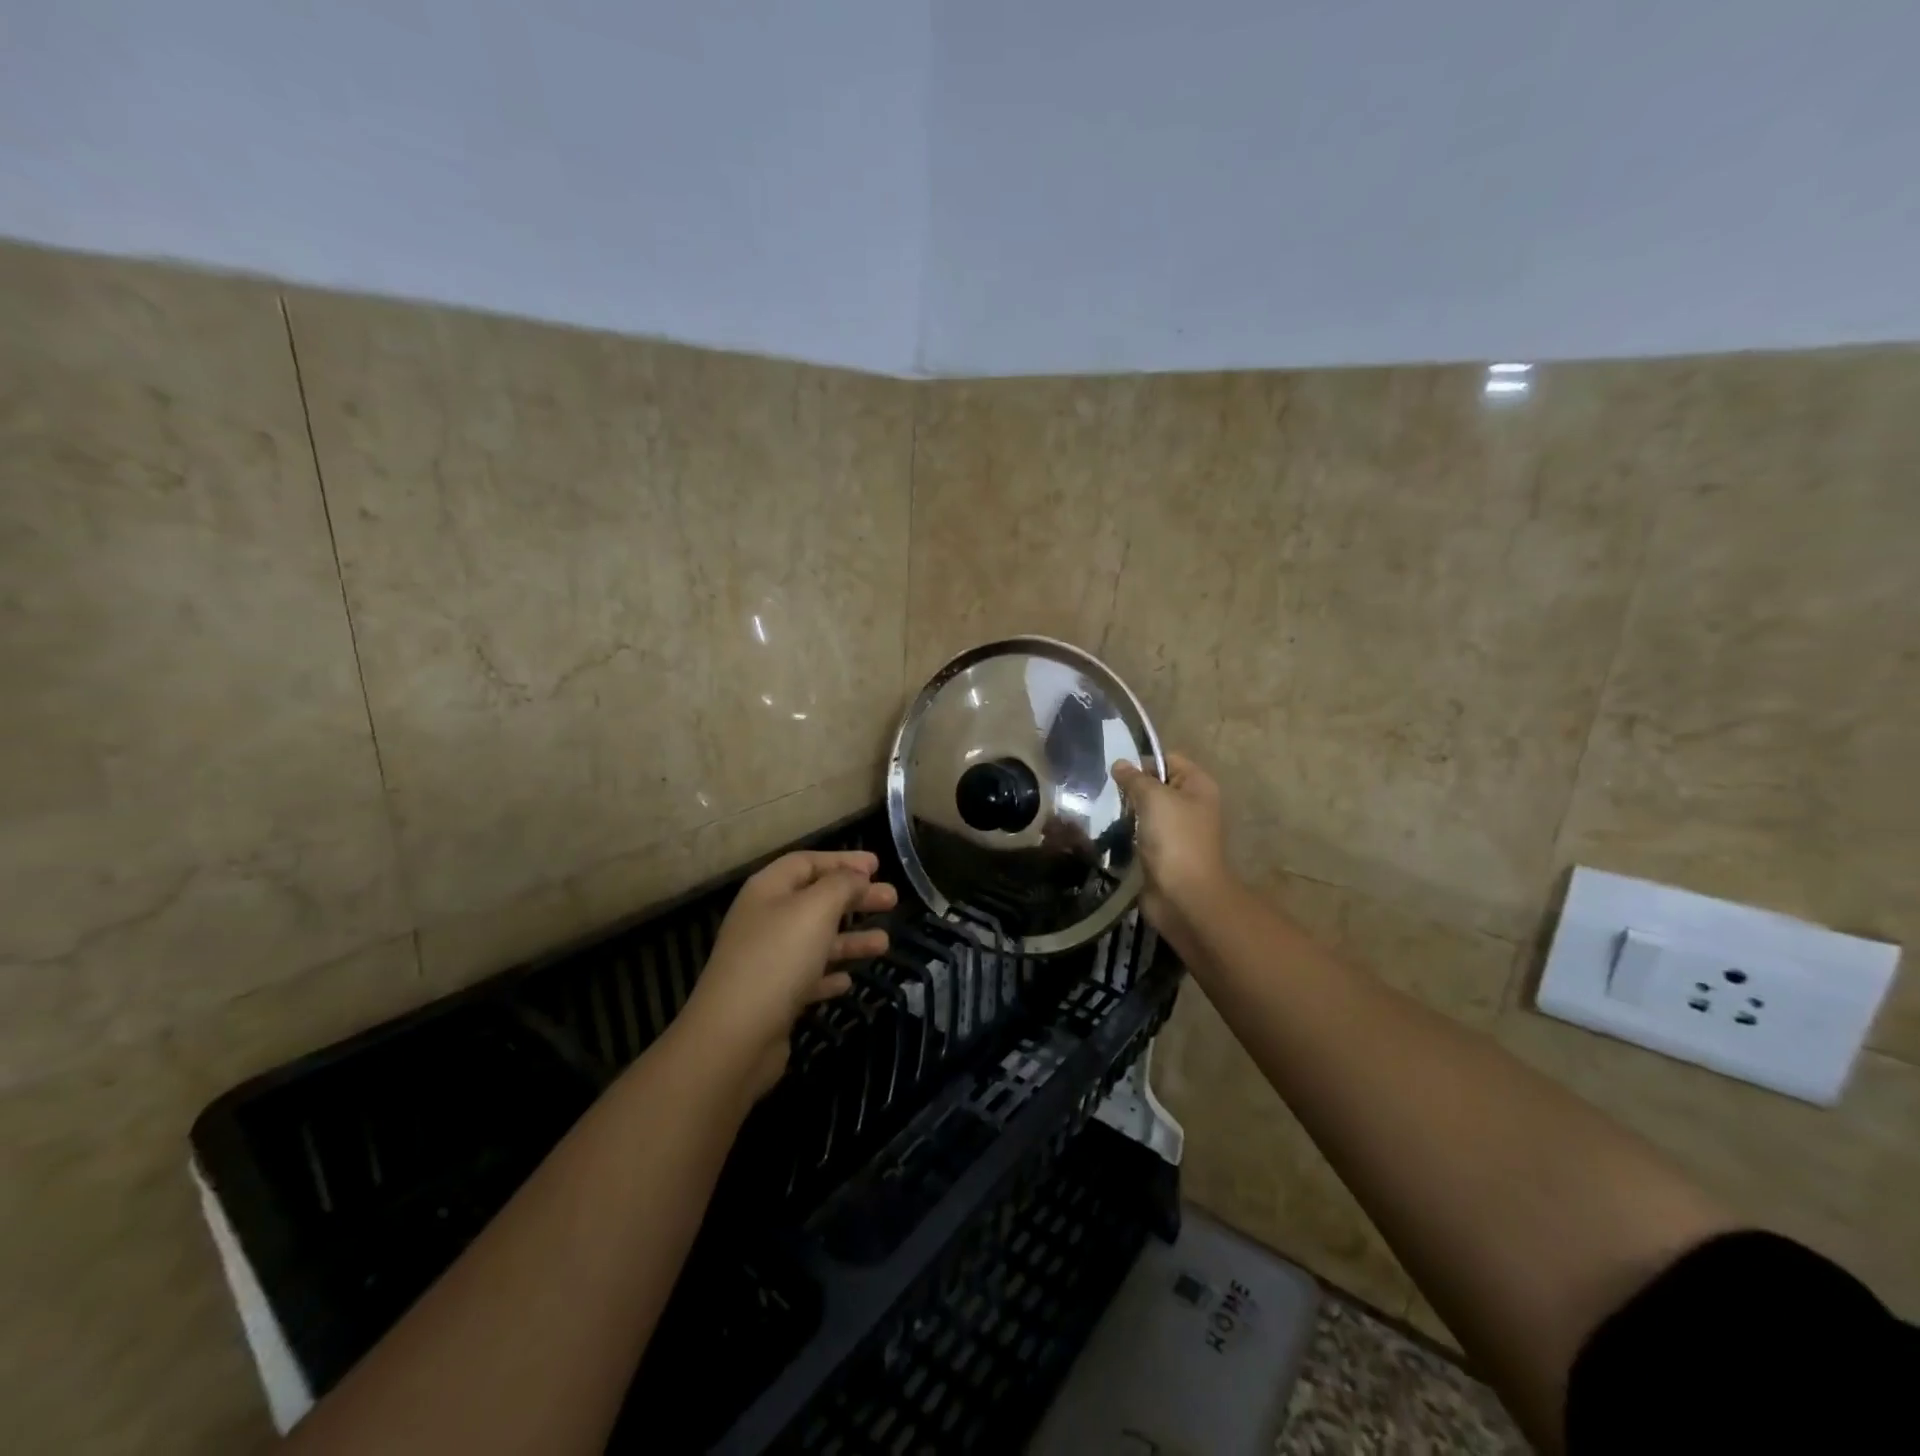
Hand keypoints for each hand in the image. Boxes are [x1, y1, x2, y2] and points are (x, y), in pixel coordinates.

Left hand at [677, 850, 896, 1097]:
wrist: (734, 1037)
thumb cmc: (778, 959)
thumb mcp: (816, 909)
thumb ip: (842, 885)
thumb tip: (857, 877)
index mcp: (768, 890)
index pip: (807, 862)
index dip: (842, 861)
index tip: (877, 866)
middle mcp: (764, 920)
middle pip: (816, 900)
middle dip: (855, 898)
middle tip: (892, 900)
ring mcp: (766, 960)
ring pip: (816, 940)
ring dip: (850, 938)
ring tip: (884, 944)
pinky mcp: (772, 997)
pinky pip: (807, 977)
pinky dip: (829, 973)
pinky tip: (847, 980)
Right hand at [1113, 752, 1232, 942]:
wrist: (1184, 896)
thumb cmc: (1175, 839)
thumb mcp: (1154, 798)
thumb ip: (1135, 779)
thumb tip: (1119, 764)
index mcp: (1198, 786)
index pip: (1168, 759)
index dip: (1143, 762)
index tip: (1116, 773)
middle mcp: (1191, 805)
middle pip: (1157, 785)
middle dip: (1132, 788)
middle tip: (1105, 792)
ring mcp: (1178, 831)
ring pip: (1147, 811)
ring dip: (1128, 812)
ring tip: (1103, 811)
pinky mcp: (1163, 853)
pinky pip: (1142, 834)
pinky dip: (1128, 833)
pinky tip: (1110, 833)